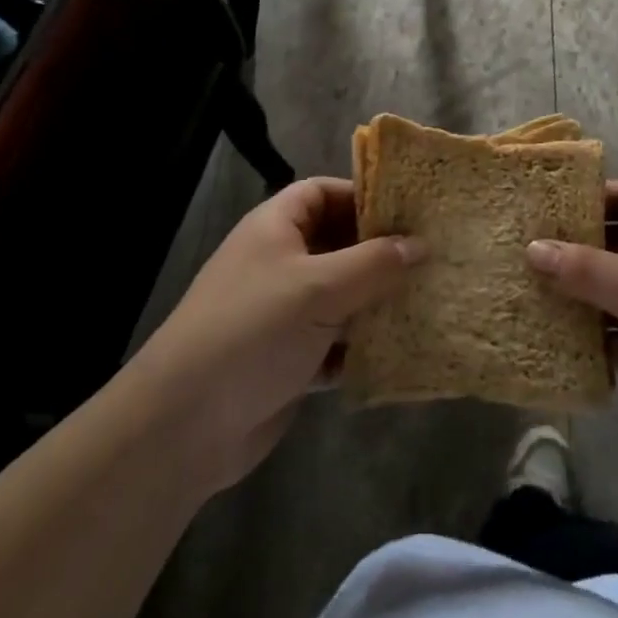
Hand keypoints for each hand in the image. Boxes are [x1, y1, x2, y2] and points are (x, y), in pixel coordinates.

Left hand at [125, 178, 420, 492]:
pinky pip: (336, 342)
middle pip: (338, 244)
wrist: (184, 425)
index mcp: (276, 227)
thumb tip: (420, 244)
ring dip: (376, 302)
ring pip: (341, 295)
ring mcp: (284, 312)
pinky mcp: (290, 359)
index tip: (409, 211)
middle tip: (432, 257)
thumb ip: (373, 263)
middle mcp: (280, 262)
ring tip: (428, 300)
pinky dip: (361, 346)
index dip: (363, 196)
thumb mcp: (319, 288)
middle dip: (380, 253)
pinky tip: (400, 350)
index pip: (324, 192)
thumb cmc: (253, 331)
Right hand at [527, 180, 617, 458]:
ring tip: (525, 294)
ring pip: (611, 292)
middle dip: (572, 249)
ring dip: (577, 297)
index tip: (543, 205)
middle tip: (521, 251)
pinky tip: (552, 341)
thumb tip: (531, 248)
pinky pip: (617, 335)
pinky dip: (592, 338)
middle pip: (613, 244)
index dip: (589, 195)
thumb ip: (586, 269)